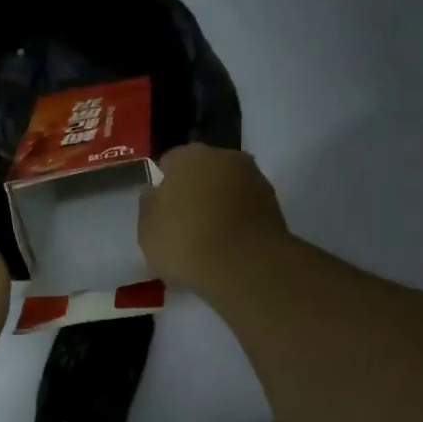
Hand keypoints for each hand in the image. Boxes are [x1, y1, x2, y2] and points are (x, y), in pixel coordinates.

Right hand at [139, 144, 291, 294]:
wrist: (245, 265)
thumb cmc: (185, 242)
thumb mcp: (147, 230)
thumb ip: (150, 206)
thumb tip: (155, 192)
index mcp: (188, 156)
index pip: (170, 163)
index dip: (165, 186)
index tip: (163, 211)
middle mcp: (224, 156)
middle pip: (204, 171)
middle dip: (196, 190)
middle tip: (186, 223)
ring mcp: (254, 178)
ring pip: (229, 188)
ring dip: (221, 204)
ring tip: (211, 238)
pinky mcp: (275, 204)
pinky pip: (247, 209)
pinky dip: (240, 221)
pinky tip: (231, 245)